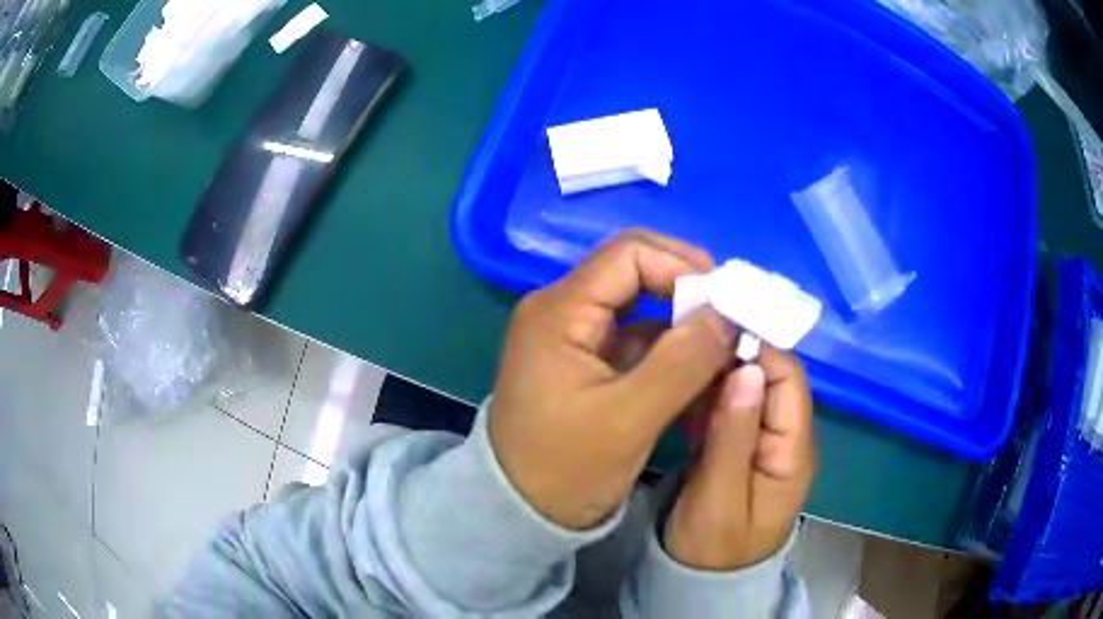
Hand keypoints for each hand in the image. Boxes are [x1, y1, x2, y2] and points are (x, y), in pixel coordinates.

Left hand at [489, 230, 736, 529]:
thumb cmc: (564, 470)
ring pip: (640, 304)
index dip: (681, 265)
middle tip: (729, 319)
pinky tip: (700, 366)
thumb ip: (682, 362)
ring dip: (682, 320)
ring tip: (723, 344)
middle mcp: (562, 309)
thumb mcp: (629, 420)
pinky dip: (669, 346)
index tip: (725, 302)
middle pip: (634, 270)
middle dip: (687, 289)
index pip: (628, 253)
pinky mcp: (585, 360)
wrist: (519, 511)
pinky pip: (635, 336)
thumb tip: (728, 314)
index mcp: (559, 312)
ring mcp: (573, 334)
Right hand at [664, 347, 815, 569]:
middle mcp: (786, 438)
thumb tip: (747, 368)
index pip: (788, 379)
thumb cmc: (713, 549)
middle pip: (770, 377)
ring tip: (681, 350)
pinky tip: (683, 382)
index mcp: (793, 450)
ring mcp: (762, 442)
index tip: (715, 323)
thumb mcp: (720, 498)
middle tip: (688, 333)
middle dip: (734, 351)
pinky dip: (709, 392)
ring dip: (718, 368)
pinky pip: (730, 408)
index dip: (757, 346)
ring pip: (747, 388)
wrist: (703, 582)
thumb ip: (735, 435)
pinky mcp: (740, 447)